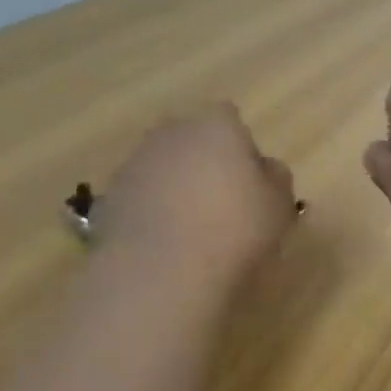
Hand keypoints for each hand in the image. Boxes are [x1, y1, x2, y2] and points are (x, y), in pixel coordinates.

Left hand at [101, 106, 296, 281]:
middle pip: (193, 138)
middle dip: (206, 161)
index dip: (242, 146)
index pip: (230, 118)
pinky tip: (169, 243)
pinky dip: (154, 210)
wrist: (161, 272)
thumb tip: (266, 168)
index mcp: (216, 126)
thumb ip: (277, 178)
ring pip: (165, 166)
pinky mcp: (110, 197)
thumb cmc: (235, 229)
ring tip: (195, 228)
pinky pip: (142, 196)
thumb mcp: (280, 206)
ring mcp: (135, 163)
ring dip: (178, 186)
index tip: (251, 179)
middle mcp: (171, 134)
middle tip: (225, 201)